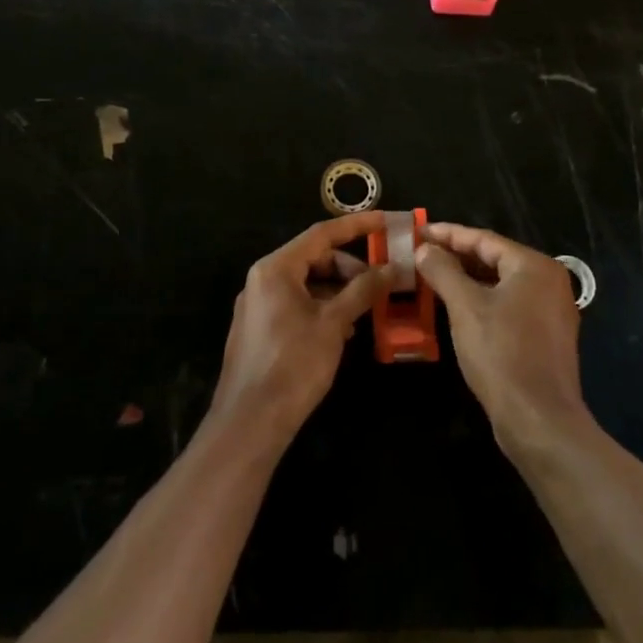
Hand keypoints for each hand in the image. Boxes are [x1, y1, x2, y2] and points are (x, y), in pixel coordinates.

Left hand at [211, 212, 393, 441]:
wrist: (250, 421)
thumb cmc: (293, 364)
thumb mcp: (334, 324)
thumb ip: (363, 290)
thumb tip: (392, 268)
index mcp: (276, 269)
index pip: (321, 234)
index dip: (356, 226)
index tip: (385, 221)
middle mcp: (262, 279)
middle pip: (314, 258)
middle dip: (350, 267)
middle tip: (381, 282)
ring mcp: (258, 304)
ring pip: (307, 283)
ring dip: (339, 290)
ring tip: (367, 310)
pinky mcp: (259, 328)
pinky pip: (296, 304)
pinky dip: (323, 307)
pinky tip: (344, 328)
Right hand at [413, 222, 586, 449]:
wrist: (539, 419)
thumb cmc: (501, 353)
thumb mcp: (465, 306)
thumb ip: (443, 271)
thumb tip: (425, 248)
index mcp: (534, 266)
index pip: (484, 239)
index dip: (447, 234)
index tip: (417, 231)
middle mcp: (548, 281)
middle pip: (495, 258)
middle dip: (456, 255)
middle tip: (421, 252)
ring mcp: (550, 310)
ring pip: (501, 283)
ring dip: (466, 278)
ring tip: (431, 276)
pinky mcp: (545, 336)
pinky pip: (508, 304)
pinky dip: (482, 300)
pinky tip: (456, 307)